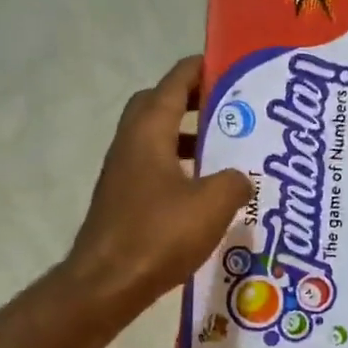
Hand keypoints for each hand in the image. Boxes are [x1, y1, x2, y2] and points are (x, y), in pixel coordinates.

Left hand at [65, 57, 252, 312]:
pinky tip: (203, 190)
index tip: (227, 63)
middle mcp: (130, 144)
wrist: (106, 284)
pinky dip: (178, 165)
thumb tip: (241, 177)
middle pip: (158, 104)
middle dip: (190, 99)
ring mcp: (122, 173)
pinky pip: (153, 166)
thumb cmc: (158, 235)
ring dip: (185, 134)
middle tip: (226, 106)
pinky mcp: (123, 200)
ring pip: (155, 137)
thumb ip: (234, 181)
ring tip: (222, 147)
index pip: (174, 84)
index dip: (199, 69)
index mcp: (149, 133)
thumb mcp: (213, 204)